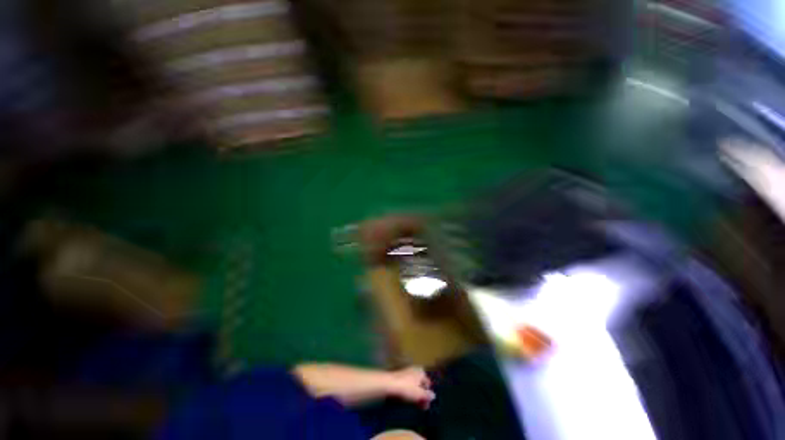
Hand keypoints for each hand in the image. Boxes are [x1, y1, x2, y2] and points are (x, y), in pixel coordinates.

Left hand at [387, 367, 434, 407]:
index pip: (428, 382)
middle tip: (423, 406)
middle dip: (422, 394)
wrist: (389, 384)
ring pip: (413, 385)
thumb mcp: (419, 394)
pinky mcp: (398, 378)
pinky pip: (406, 386)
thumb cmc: (407, 388)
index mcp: (420, 371)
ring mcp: (406, 373)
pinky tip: (407, 399)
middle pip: (420, 384)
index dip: (428, 392)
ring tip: (415, 404)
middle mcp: (414, 370)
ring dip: (415, 394)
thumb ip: (427, 395)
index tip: (428, 403)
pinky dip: (408, 392)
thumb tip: (434, 396)